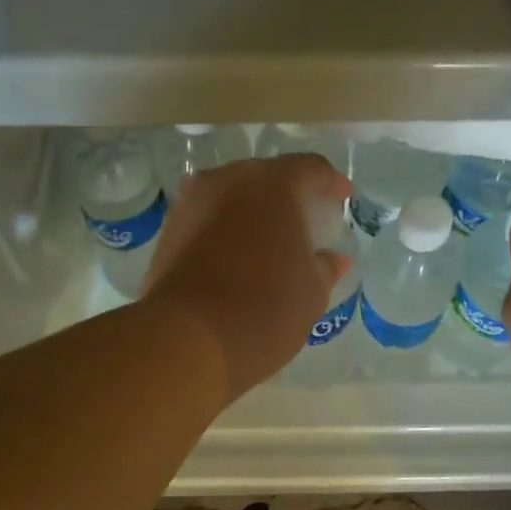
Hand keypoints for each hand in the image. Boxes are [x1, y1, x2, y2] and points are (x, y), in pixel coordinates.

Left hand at [141, 154, 352, 402]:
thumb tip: (334, 259)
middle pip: (266, 179)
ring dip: (252, 215)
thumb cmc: (265, 310)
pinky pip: (208, 221)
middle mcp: (227, 180)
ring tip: (269, 245)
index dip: (331, 183)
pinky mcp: (168, 233)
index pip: (310, 169)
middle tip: (305, 223)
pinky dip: (227, 233)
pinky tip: (238, 260)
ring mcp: (190, 204)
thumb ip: (325, 267)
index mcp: (271, 184)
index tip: (343, 199)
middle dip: (288, 197)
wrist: (188, 340)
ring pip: (231, 198)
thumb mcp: (311, 293)